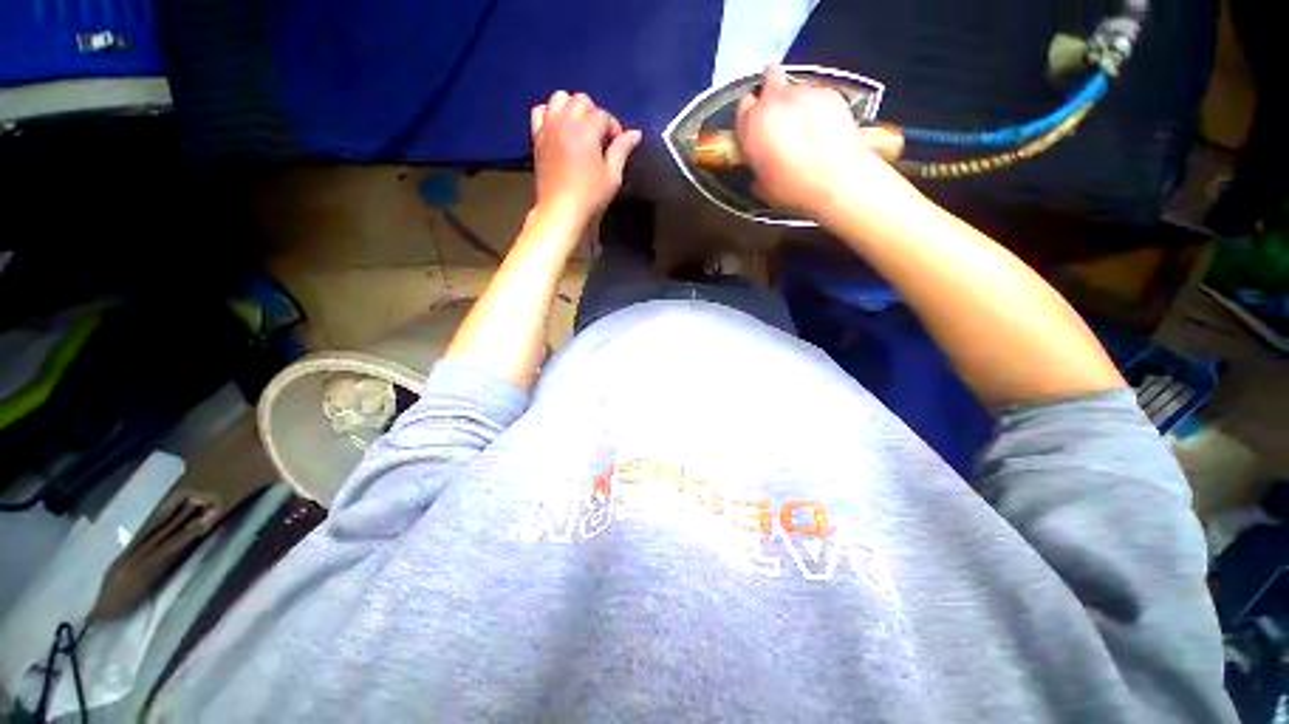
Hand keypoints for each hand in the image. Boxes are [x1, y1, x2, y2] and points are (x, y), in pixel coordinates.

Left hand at [530, 91, 641, 224]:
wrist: (560, 210)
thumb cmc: (589, 196)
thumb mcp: (611, 176)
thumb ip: (621, 150)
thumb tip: (635, 134)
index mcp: (585, 131)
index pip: (603, 115)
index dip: (614, 127)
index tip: (617, 144)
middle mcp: (565, 122)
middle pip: (581, 100)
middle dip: (594, 114)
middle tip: (600, 136)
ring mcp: (548, 127)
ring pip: (559, 98)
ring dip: (572, 108)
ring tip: (580, 128)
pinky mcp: (537, 137)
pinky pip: (540, 111)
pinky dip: (550, 113)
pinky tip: (559, 128)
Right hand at [736, 65, 904, 217]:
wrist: (837, 181)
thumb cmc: (793, 188)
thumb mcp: (763, 186)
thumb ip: (757, 166)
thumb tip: (760, 167)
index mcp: (753, 123)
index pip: (743, 104)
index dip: (749, 115)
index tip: (755, 126)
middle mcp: (775, 100)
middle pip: (770, 77)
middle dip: (772, 90)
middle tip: (778, 114)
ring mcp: (805, 93)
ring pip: (796, 88)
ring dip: (797, 103)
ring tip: (805, 128)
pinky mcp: (831, 93)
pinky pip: (818, 95)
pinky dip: (818, 107)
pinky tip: (824, 129)